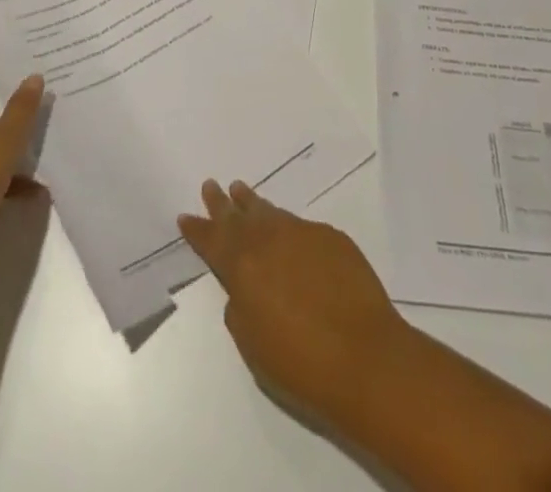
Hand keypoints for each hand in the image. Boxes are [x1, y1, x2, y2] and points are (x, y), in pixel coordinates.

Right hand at [178, 179, 413, 423]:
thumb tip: (242, 290)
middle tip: (210, 185)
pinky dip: (285, 224)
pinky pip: (299, 225)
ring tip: (240, 190)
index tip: (185, 215)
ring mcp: (302, 233)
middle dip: (222, 204)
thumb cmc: (302, 364)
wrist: (365, 356)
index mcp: (243, 268)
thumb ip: (239, 310)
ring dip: (252, 203)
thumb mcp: (253, 346)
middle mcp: (269, 240)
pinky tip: (286, 230)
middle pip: (238, 217)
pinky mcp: (331, 236)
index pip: (213, 242)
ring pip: (270, 212)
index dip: (198, 229)